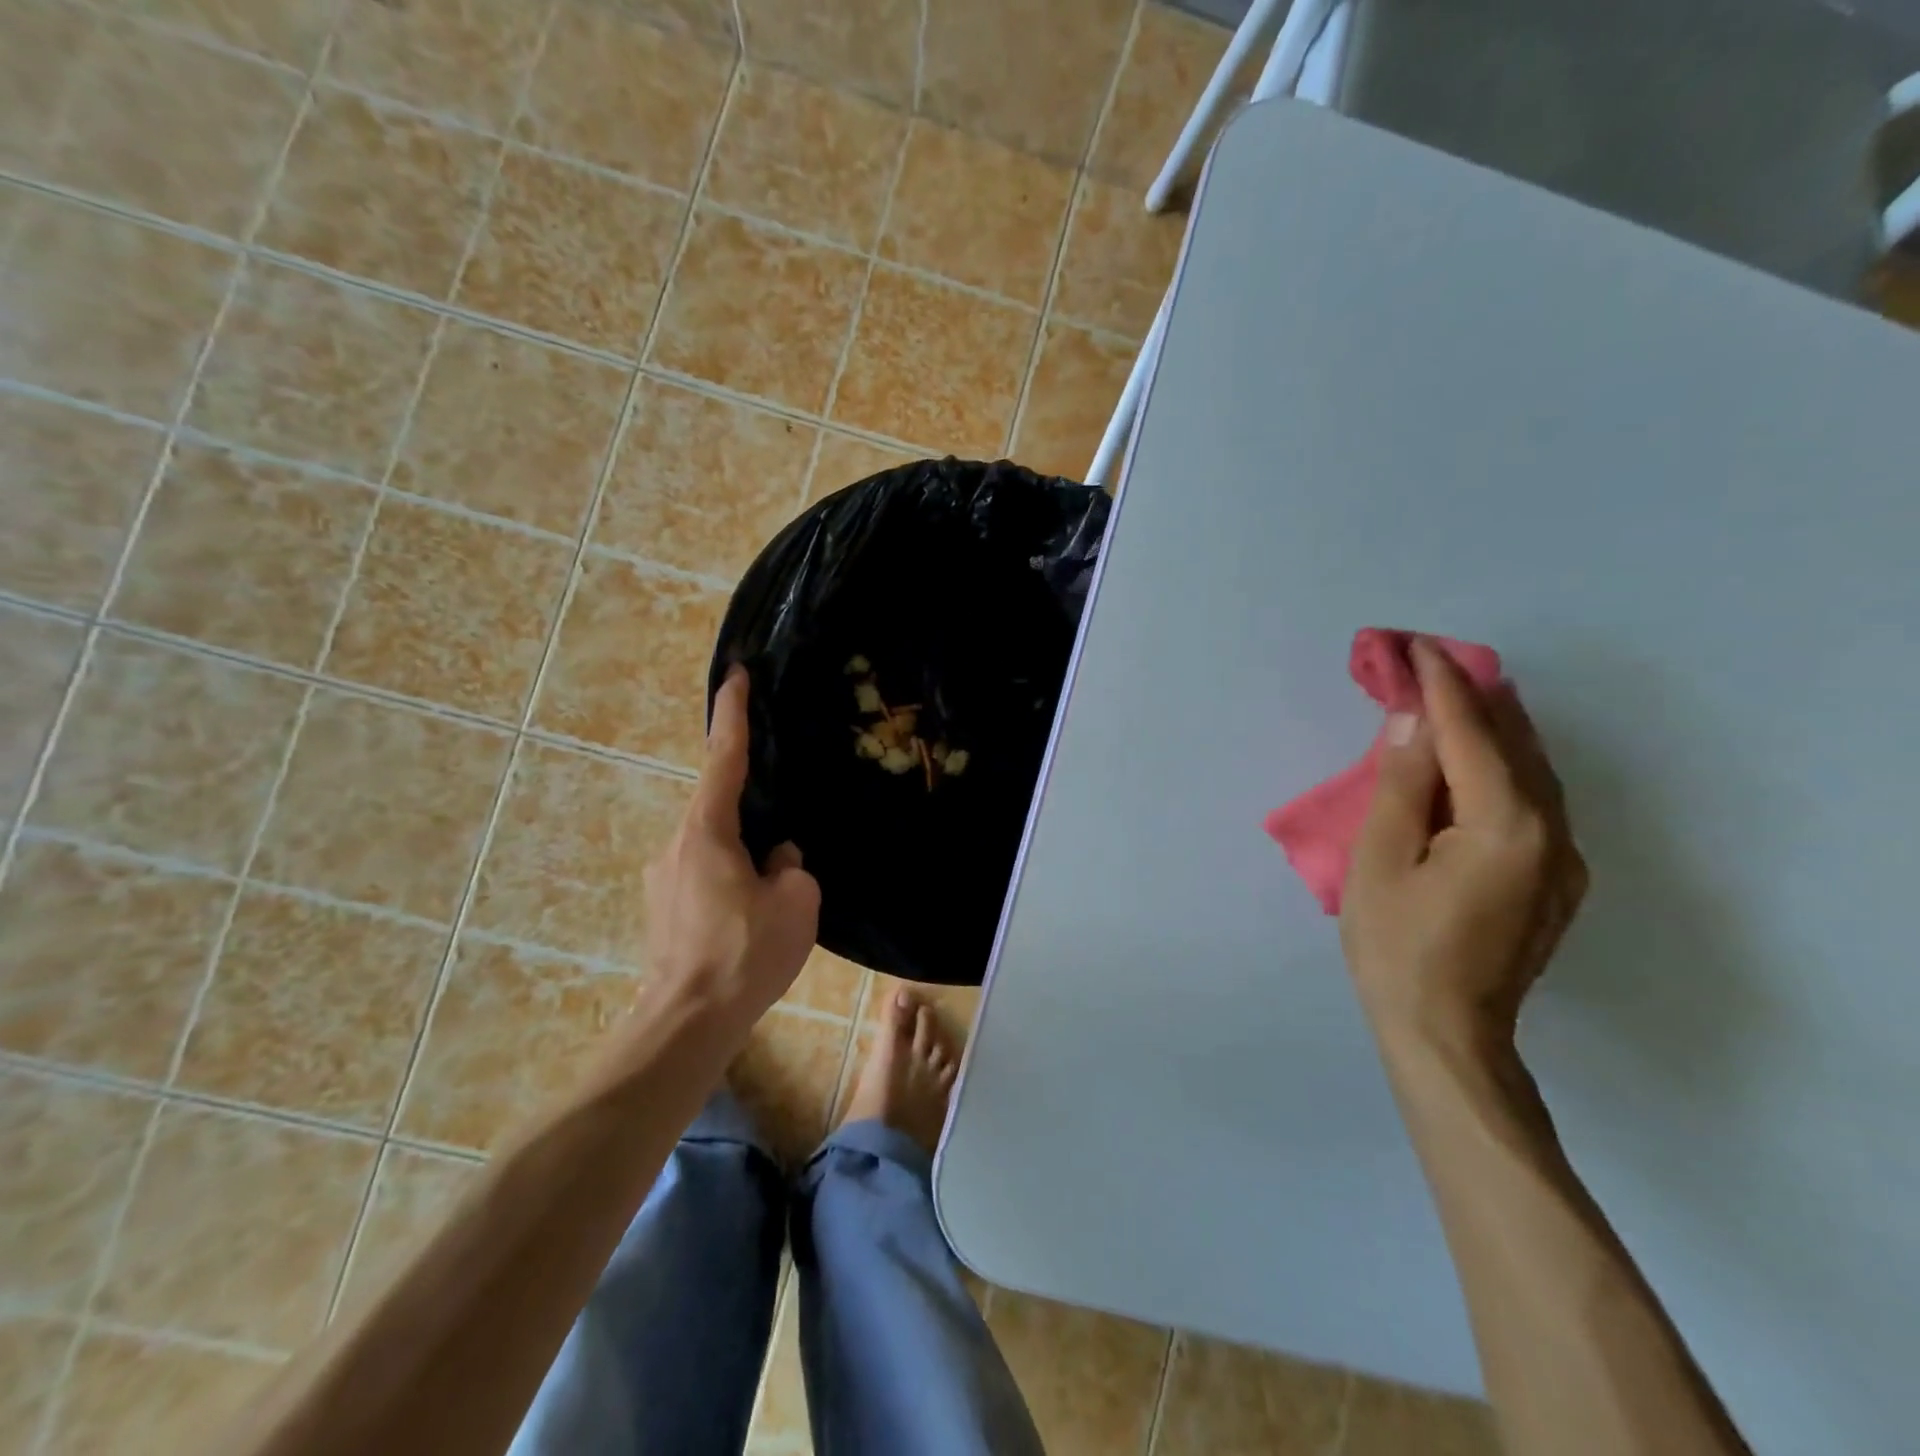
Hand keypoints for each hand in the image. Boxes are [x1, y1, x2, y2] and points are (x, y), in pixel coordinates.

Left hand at [643, 667, 819, 1030]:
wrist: (687, 1022)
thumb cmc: (745, 954)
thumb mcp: (795, 902)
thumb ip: (790, 867)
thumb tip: (776, 859)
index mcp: (708, 831)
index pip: (725, 757)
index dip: (733, 712)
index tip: (735, 675)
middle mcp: (677, 844)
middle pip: (719, 805)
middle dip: (751, 806)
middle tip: (782, 830)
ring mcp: (664, 877)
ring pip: (713, 844)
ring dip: (743, 852)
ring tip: (772, 889)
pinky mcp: (663, 908)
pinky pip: (704, 873)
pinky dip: (729, 877)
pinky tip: (749, 914)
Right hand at [1340, 638, 1586, 1057]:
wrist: (1446, 1033)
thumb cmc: (1397, 946)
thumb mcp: (1380, 860)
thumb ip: (1400, 785)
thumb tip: (1411, 722)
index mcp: (1506, 825)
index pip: (1471, 734)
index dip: (1440, 686)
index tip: (1413, 646)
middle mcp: (1552, 832)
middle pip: (1514, 742)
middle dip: (1469, 695)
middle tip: (1425, 660)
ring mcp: (1562, 858)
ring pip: (1531, 769)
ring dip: (1488, 727)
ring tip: (1448, 694)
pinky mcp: (1554, 878)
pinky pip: (1531, 799)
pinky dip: (1499, 765)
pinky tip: (1472, 758)